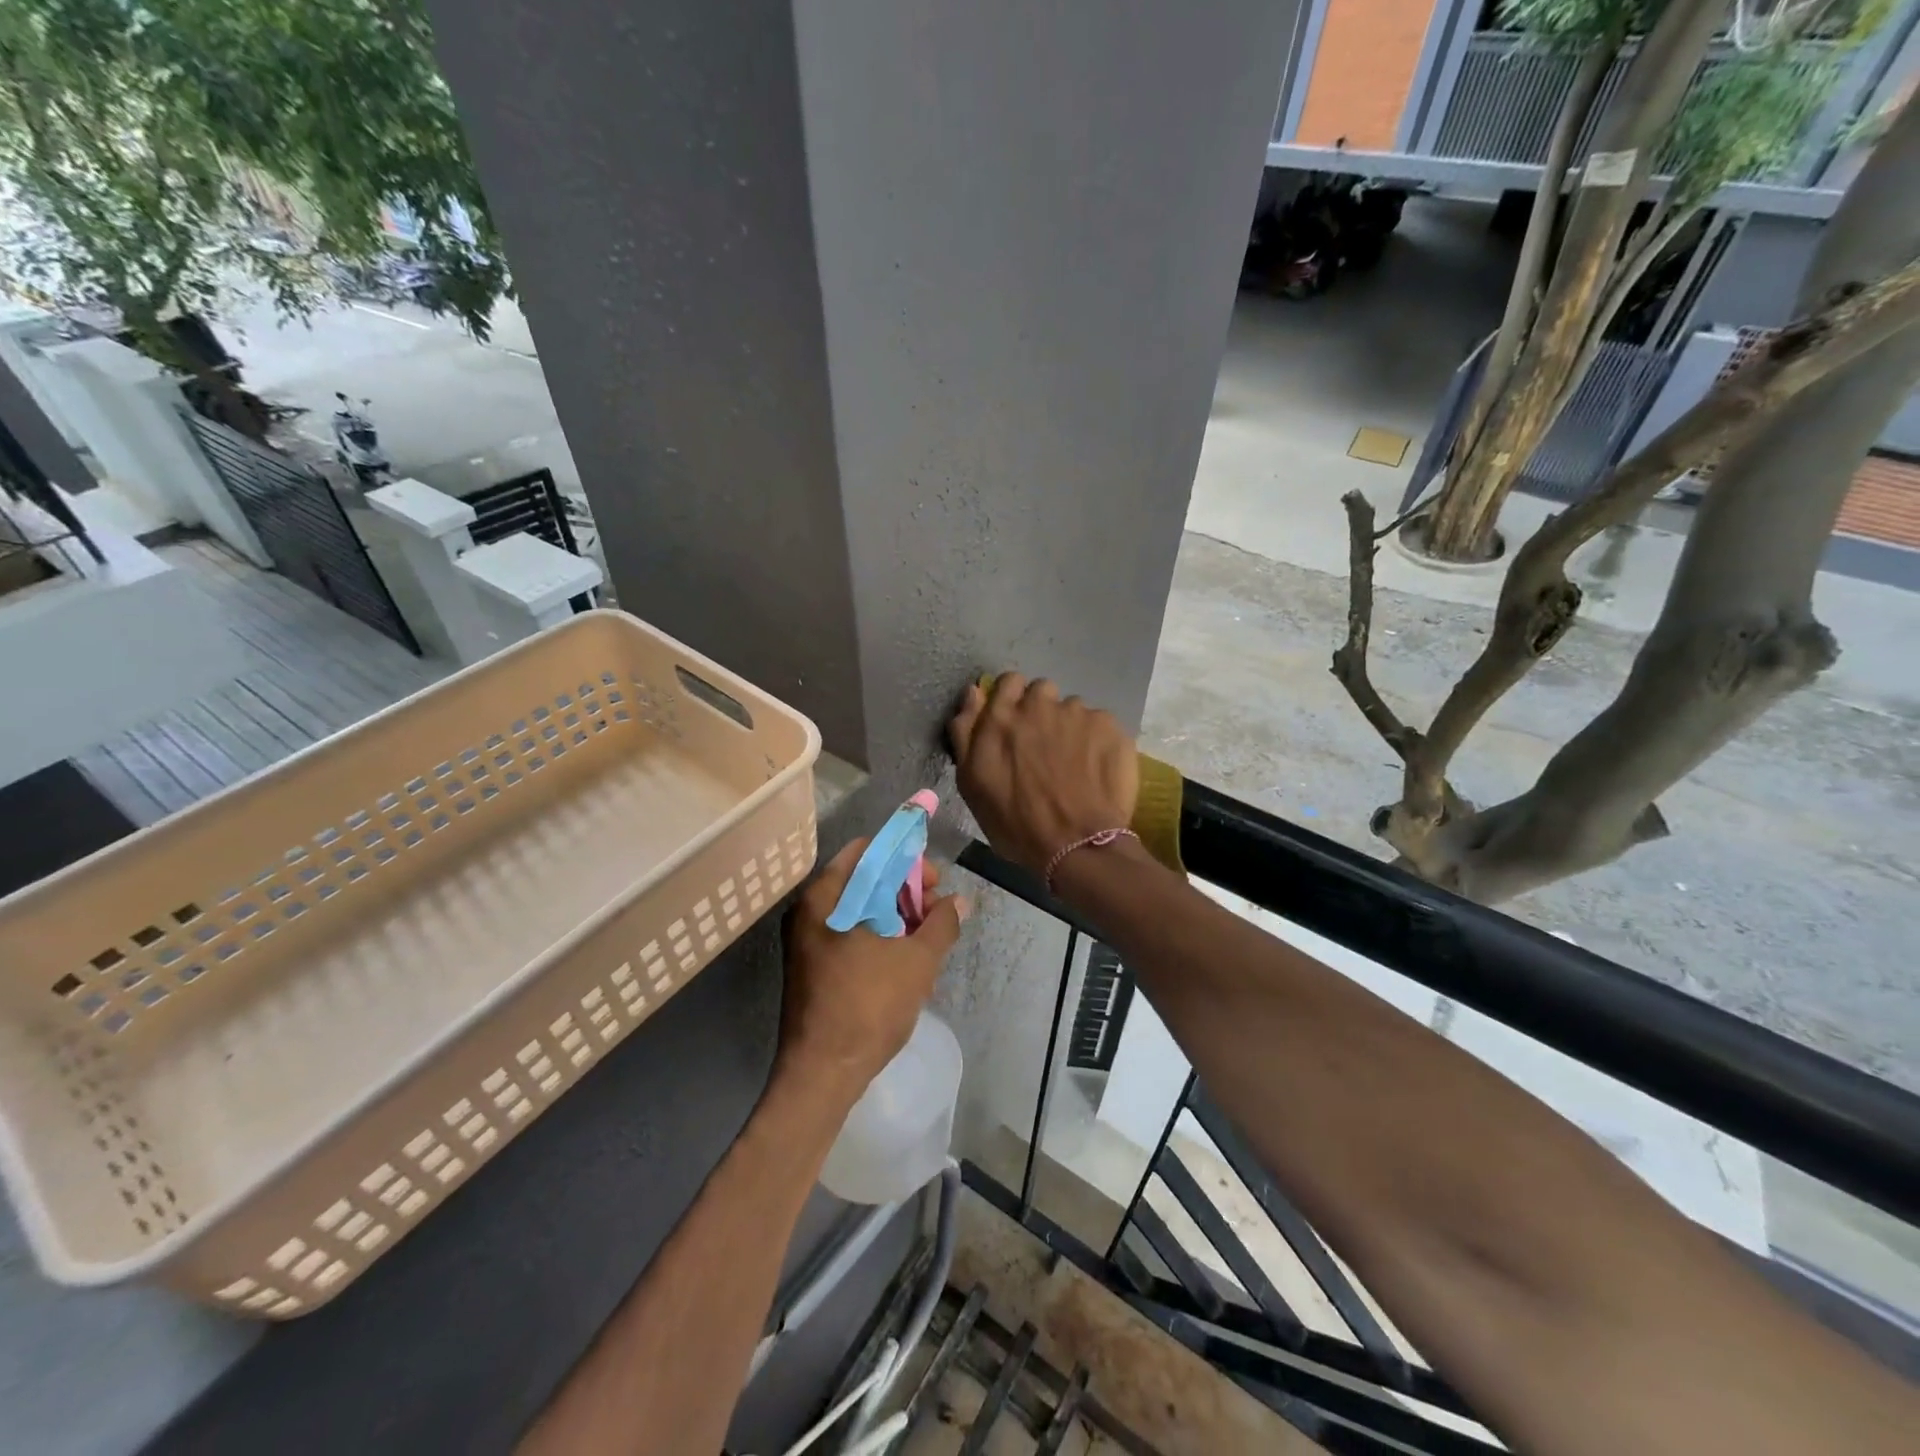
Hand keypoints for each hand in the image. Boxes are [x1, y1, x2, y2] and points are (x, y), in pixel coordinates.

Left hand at [778, 839, 966, 1100]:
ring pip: (859, 909)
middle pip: (863, 879)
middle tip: (936, 910)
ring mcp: (808, 940)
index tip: (934, 881)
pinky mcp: (813, 965)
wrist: (823, 1073)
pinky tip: (906, 957)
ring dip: (896, 915)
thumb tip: (959, 901)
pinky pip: (850, 933)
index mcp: (826, 897)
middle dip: (904, 889)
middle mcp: (810, 910)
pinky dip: (879, 935)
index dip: (905, 858)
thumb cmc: (868, 1006)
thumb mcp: (917, 961)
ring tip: (927, 937)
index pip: (868, 851)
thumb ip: (941, 924)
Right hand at [948, 675, 1138, 877]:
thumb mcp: (971, 784)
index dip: (1012, 699)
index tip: (1016, 724)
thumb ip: (966, 732)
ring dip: (1070, 728)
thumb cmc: (1016, 822)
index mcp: (1001, 717)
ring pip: (1072, 709)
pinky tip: (1097, 770)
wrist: (1077, 845)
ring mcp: (1078, 713)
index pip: (1008, 682)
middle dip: (1042, 711)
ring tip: (1074, 764)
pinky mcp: (1110, 726)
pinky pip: (1100, 724)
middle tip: (1044, 747)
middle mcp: (1039, 705)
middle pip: (1042, 691)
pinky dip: (1097, 742)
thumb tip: (972, 692)